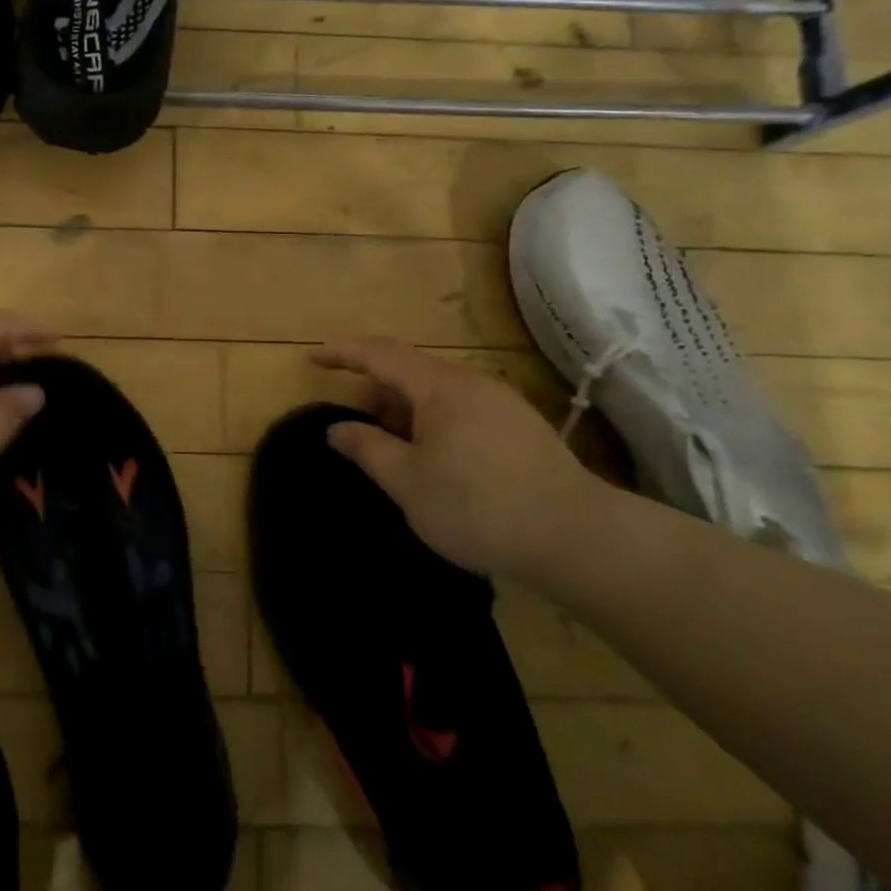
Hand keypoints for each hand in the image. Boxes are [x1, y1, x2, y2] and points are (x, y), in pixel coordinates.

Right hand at [314, 339, 612, 576]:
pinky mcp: (521, 428)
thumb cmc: (477, 506)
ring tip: (391, 445)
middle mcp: (473, 383)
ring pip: (439, 393)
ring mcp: (502, 403)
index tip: (313, 357)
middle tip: (355, 422)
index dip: (343, 353)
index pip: (381, 355)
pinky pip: (462, 409)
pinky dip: (433, 421)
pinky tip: (434, 458)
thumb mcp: (407, 482)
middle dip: (376, 390)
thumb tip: (337, 429)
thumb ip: (367, 449)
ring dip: (405, 410)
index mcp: (441, 387)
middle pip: (411, 372)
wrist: (577, 538)